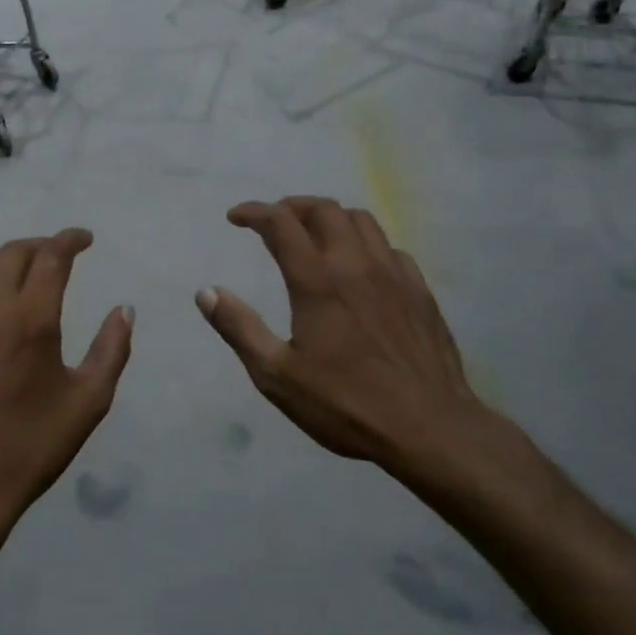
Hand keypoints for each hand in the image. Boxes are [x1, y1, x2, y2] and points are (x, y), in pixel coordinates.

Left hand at [0, 229, 132, 538]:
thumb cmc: (31, 447)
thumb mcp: (88, 402)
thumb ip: (112, 349)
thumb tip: (124, 309)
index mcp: (30, 319)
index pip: (51, 256)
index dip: (70, 239)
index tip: (84, 239)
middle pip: (11, 253)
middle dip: (38, 246)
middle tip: (55, 257)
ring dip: (1, 266)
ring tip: (15, 280)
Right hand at [196, 198, 520, 505]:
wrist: (429, 427)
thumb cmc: (345, 404)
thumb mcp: (276, 375)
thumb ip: (239, 328)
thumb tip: (206, 291)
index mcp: (317, 281)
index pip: (281, 223)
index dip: (254, 212)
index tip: (236, 217)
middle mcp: (356, 264)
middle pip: (324, 210)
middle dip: (292, 207)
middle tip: (272, 222)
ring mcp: (394, 274)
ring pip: (361, 220)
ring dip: (330, 217)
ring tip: (313, 234)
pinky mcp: (420, 290)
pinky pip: (389, 247)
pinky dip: (365, 243)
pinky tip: (360, 267)